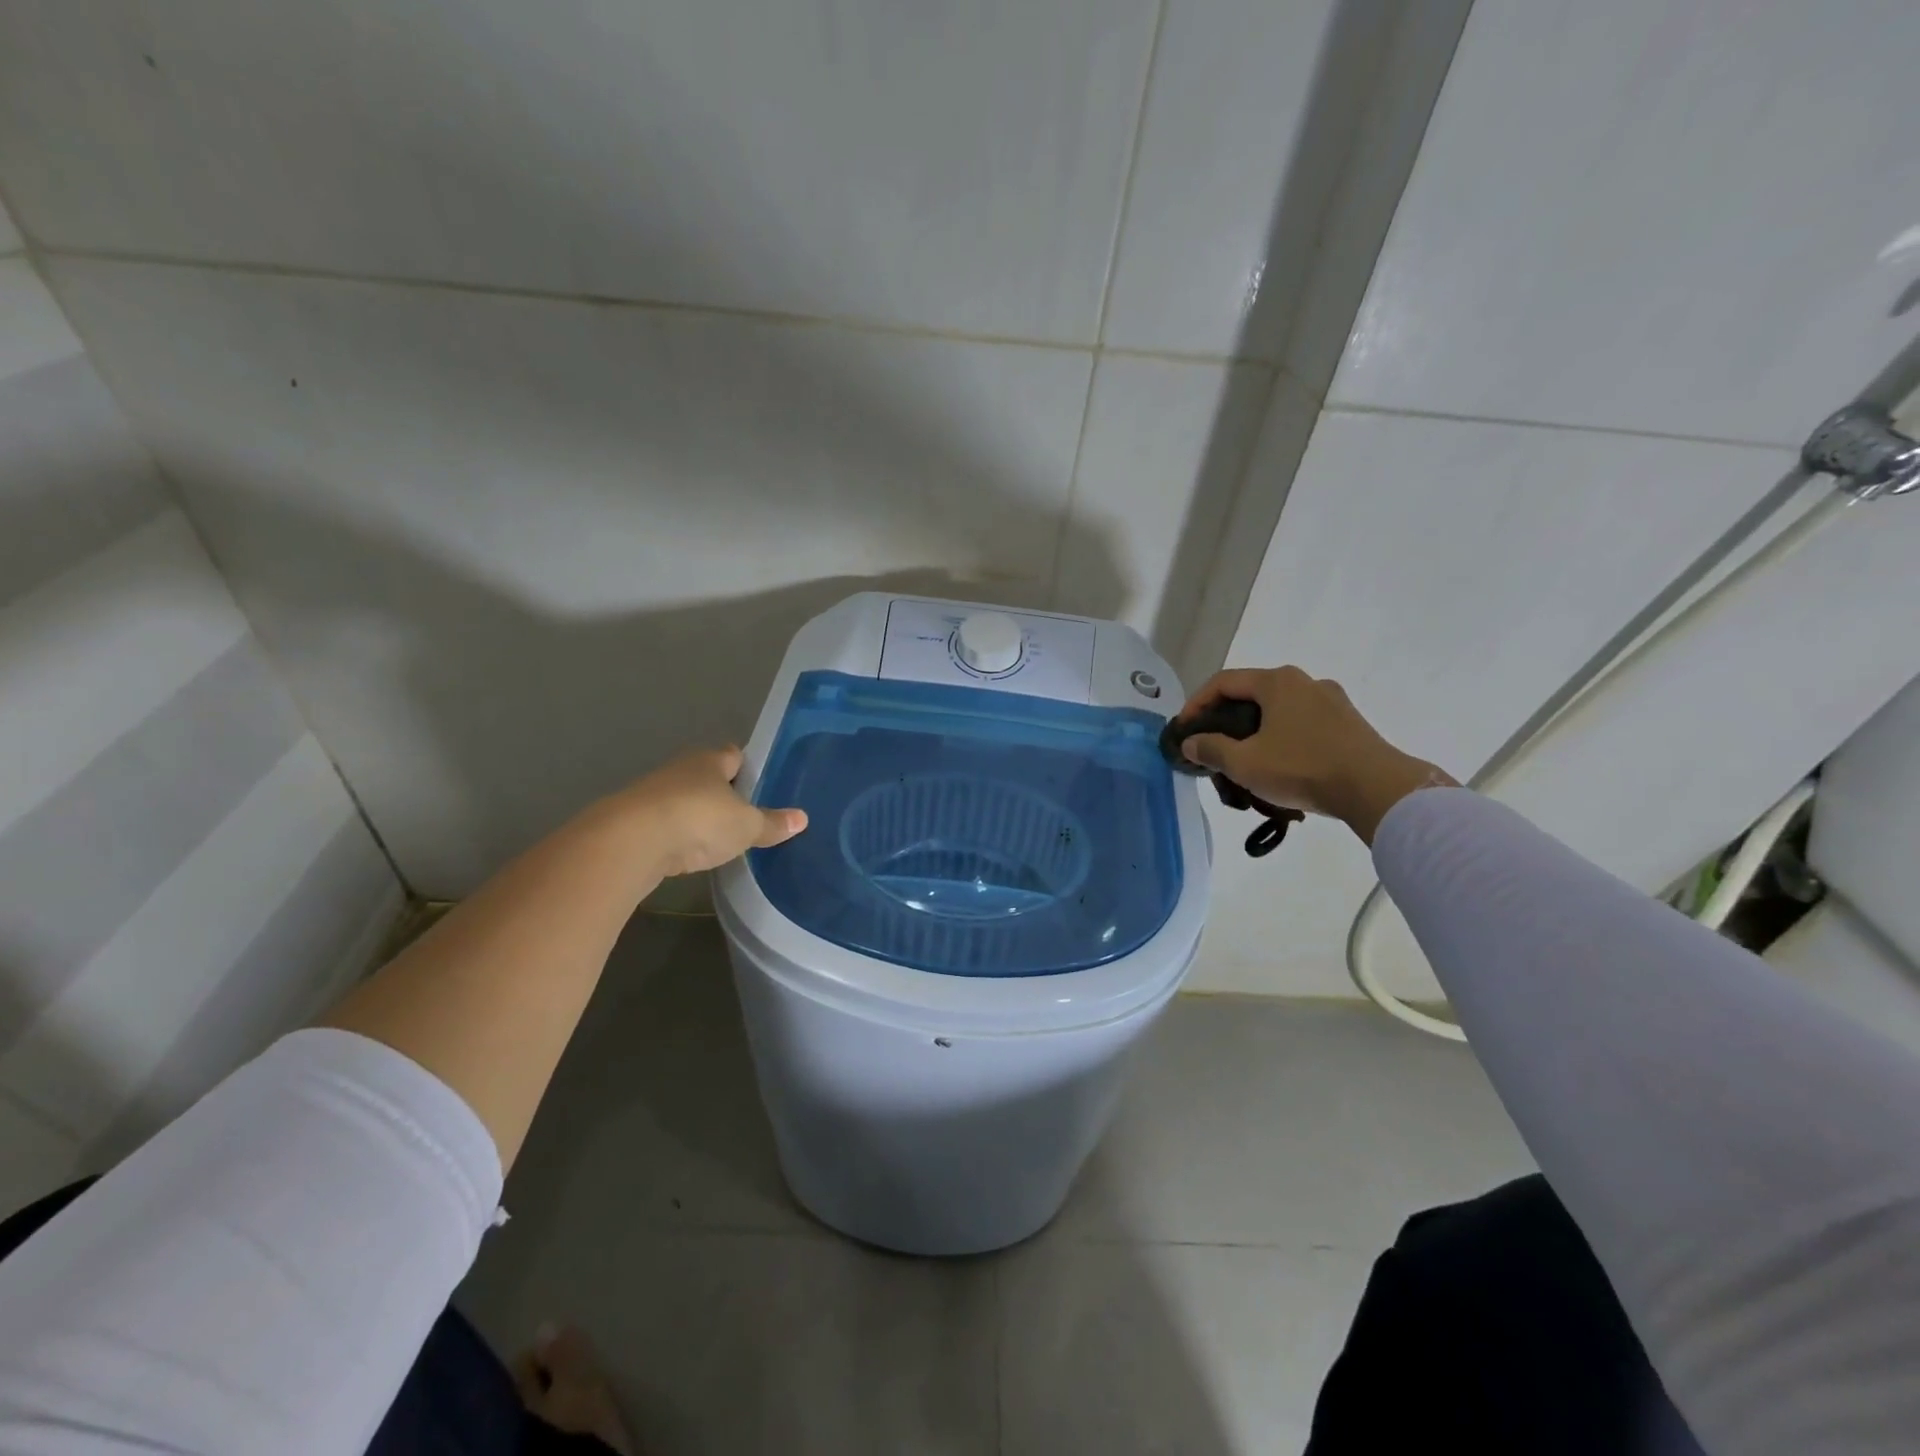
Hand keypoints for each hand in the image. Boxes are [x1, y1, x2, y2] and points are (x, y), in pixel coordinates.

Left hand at [609, 746, 805, 878]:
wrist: (630, 842)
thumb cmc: (699, 820)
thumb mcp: (746, 826)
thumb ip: (771, 823)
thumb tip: (802, 818)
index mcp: (710, 761)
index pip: (734, 755)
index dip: (749, 767)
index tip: (762, 784)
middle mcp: (680, 769)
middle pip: (707, 776)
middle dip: (723, 793)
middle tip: (745, 814)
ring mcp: (652, 794)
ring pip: (684, 799)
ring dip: (697, 814)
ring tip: (718, 836)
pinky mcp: (633, 821)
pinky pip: (665, 824)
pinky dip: (677, 835)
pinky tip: (689, 851)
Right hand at [1174, 667, 1451, 842]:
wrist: (1377, 789)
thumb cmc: (1303, 768)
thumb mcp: (1245, 763)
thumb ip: (1211, 749)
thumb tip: (1190, 743)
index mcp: (1277, 682)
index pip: (1223, 682)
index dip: (1196, 703)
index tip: (1185, 730)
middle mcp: (1305, 681)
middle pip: (1251, 694)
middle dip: (1226, 719)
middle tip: (1211, 745)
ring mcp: (1332, 700)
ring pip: (1279, 710)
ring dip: (1255, 730)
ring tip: (1244, 759)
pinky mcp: (1349, 723)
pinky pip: (1303, 723)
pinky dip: (1282, 738)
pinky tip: (1280, 765)